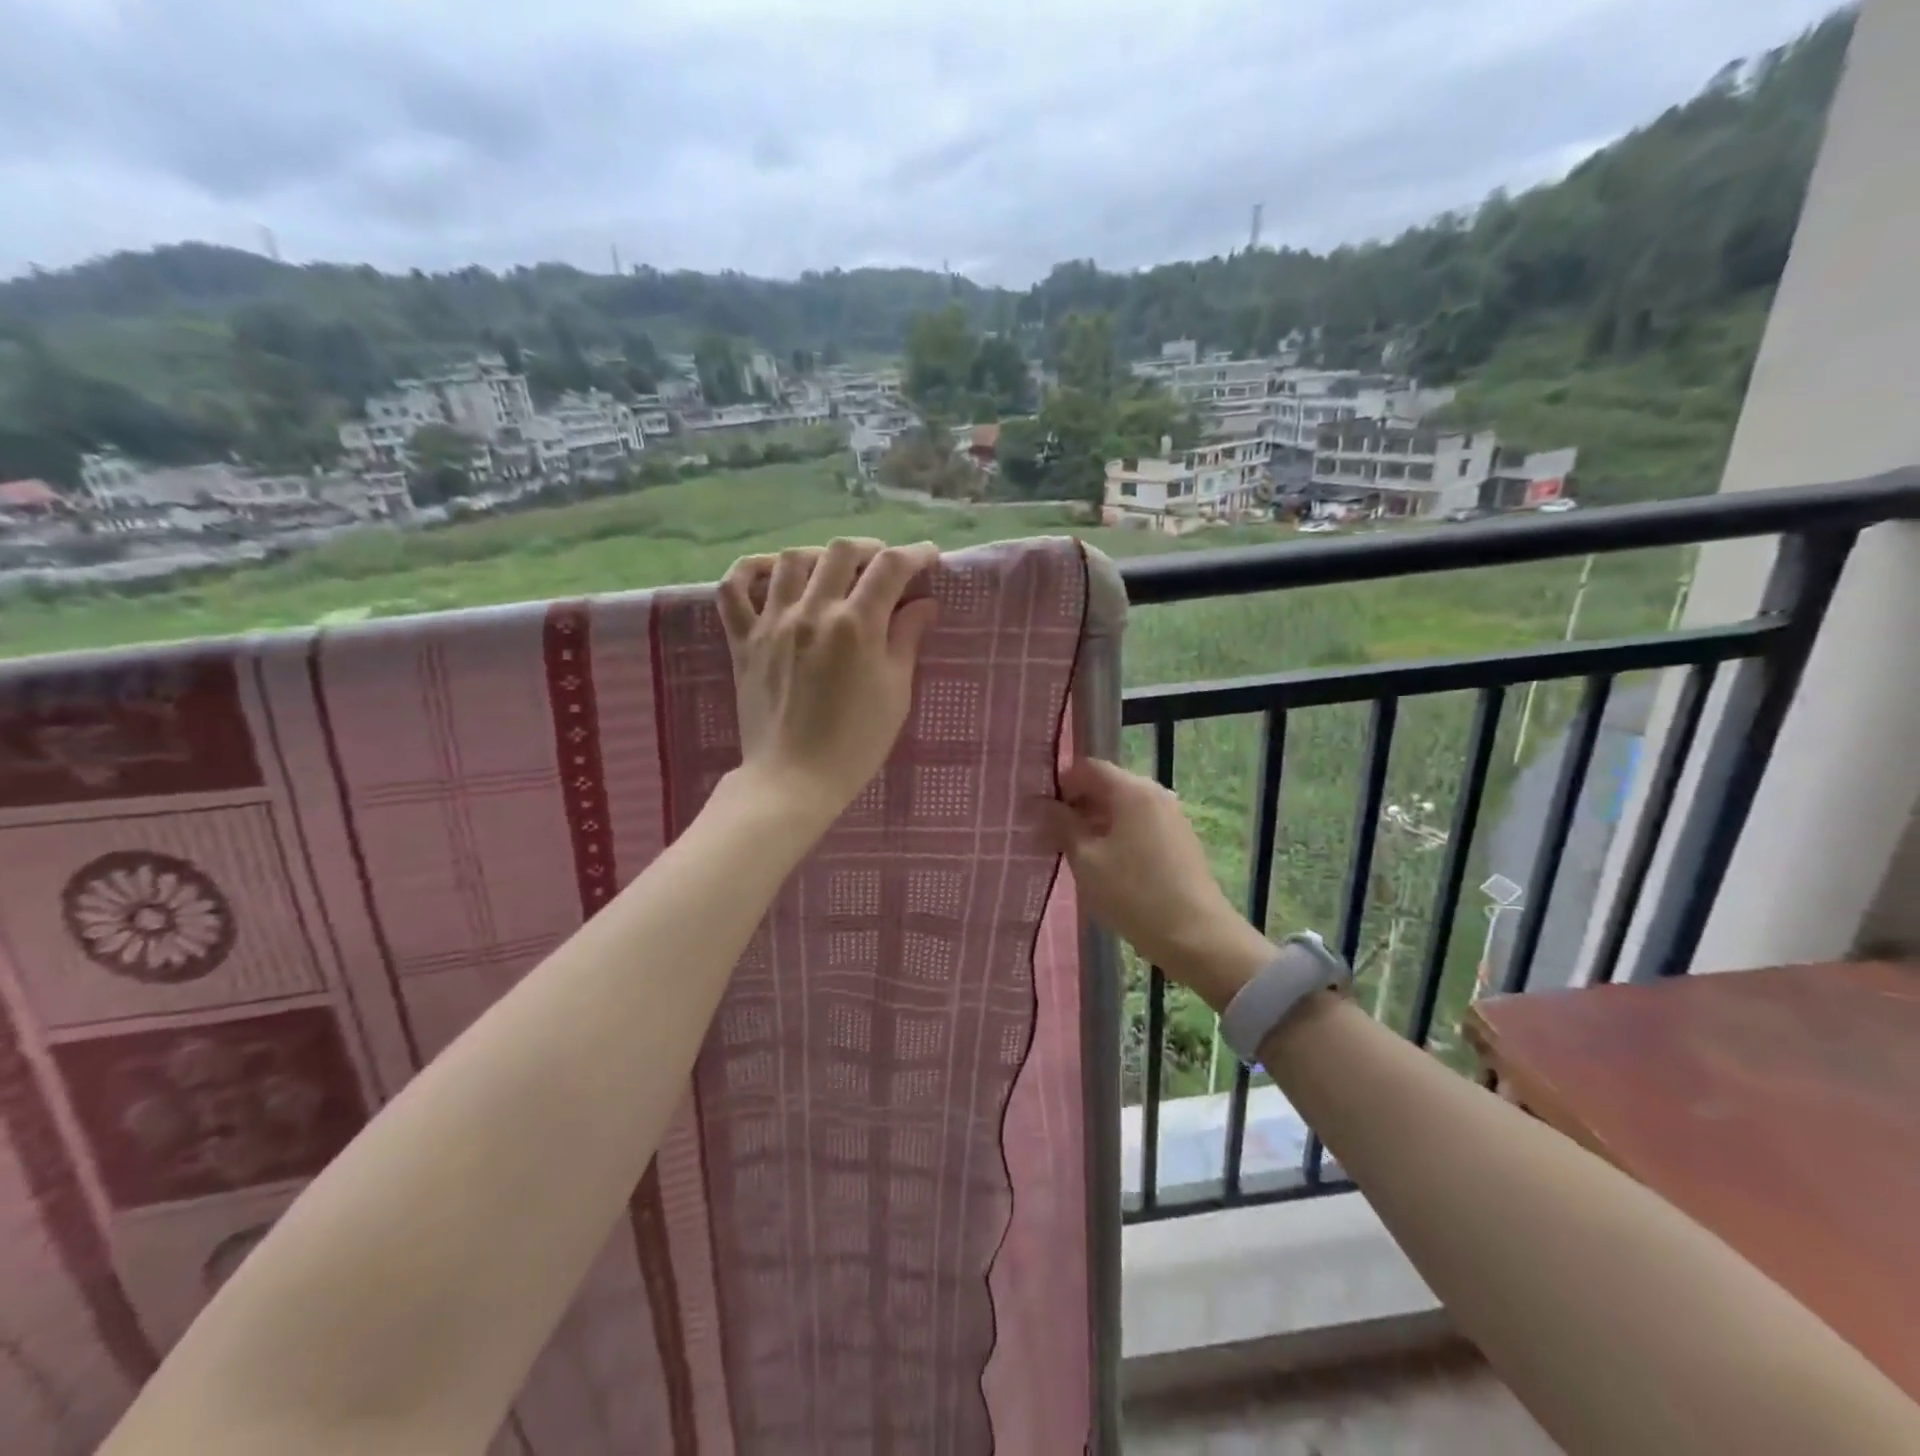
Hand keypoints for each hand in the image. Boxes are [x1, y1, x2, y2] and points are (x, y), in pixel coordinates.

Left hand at [717, 538, 939, 825]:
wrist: (794, 779)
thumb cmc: (856, 743)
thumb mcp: (895, 692)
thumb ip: (907, 639)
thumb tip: (923, 604)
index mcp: (856, 625)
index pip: (890, 567)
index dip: (915, 554)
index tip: (929, 558)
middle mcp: (812, 612)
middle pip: (841, 552)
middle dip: (870, 549)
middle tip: (885, 566)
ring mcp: (772, 623)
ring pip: (790, 559)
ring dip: (819, 555)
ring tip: (834, 571)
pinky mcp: (743, 640)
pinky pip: (733, 590)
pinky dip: (750, 570)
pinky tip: (770, 572)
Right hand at [1034, 758, 1273, 1011]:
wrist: (1196, 936)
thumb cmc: (1133, 894)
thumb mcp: (1086, 860)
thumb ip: (1061, 825)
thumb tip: (1040, 803)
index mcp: (1132, 790)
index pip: (1088, 768)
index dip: (1061, 785)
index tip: (1041, 814)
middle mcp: (1155, 794)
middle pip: (1107, 786)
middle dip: (1077, 806)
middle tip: (1052, 837)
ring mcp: (1171, 817)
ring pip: (1123, 808)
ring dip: (1096, 823)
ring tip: (1076, 855)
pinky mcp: (1179, 840)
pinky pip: (1140, 825)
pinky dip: (1118, 836)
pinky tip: (1106, 866)